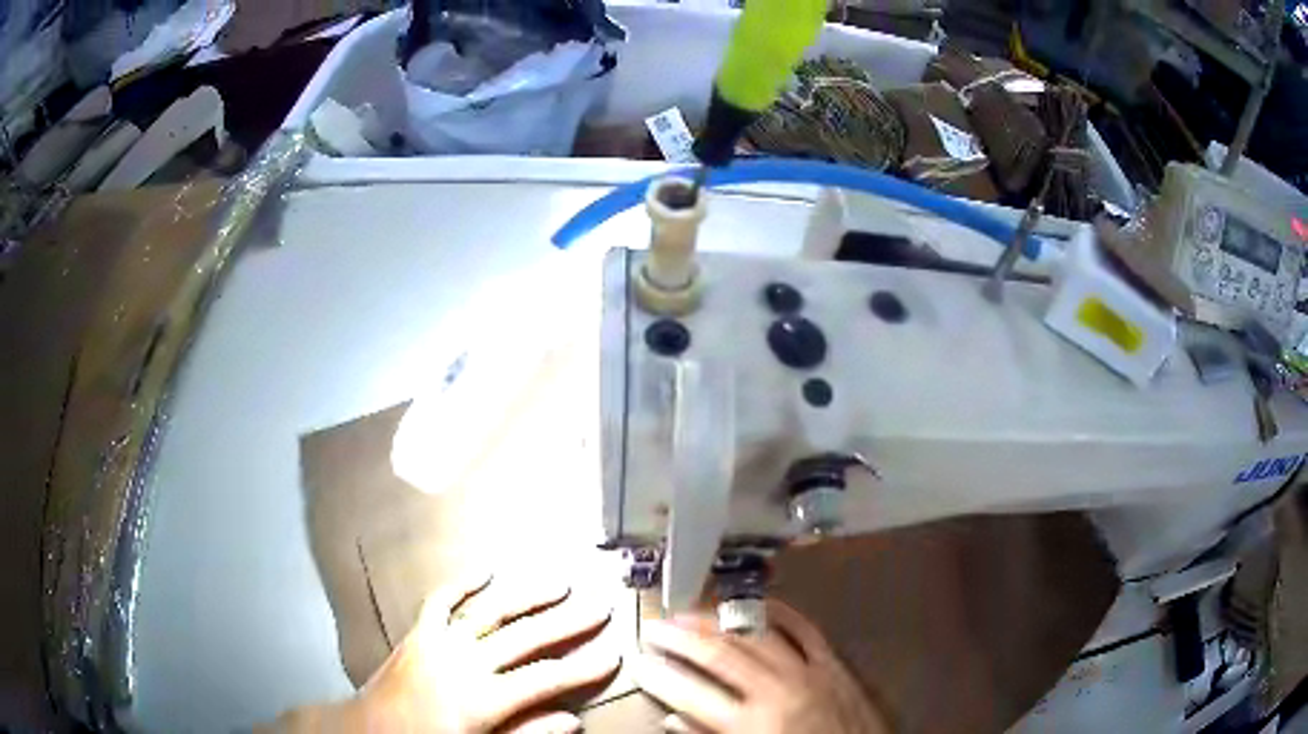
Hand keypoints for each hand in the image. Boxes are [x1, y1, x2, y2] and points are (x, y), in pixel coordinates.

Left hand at [274, 572, 619, 732]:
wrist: (368, 729)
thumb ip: (526, 733)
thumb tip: (572, 720)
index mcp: (482, 698)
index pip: (546, 679)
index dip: (584, 666)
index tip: (615, 651)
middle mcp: (464, 662)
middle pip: (525, 637)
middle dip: (567, 621)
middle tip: (600, 603)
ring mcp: (439, 641)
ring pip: (491, 611)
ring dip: (527, 594)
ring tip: (559, 580)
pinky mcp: (418, 631)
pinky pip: (442, 600)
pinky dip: (464, 583)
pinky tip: (486, 569)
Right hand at [634, 600, 889, 733]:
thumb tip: (674, 719)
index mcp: (753, 724)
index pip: (692, 693)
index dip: (660, 675)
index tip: (638, 661)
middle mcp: (778, 691)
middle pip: (720, 654)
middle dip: (682, 639)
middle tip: (655, 627)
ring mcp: (809, 672)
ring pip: (756, 635)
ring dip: (720, 621)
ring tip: (691, 613)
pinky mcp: (834, 665)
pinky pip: (805, 630)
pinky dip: (780, 613)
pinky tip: (758, 604)